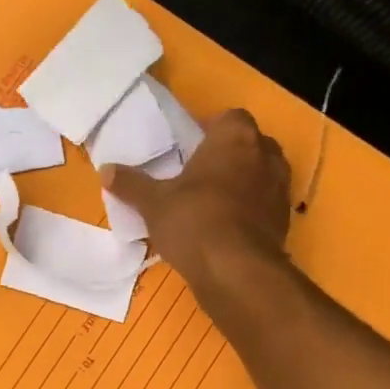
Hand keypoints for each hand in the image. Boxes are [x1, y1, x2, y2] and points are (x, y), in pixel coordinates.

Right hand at [103, 109, 291, 287]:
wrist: (236, 270)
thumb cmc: (193, 220)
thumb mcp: (153, 202)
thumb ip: (131, 184)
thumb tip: (105, 169)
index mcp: (235, 138)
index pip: (231, 118)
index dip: (212, 130)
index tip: (192, 148)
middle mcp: (265, 155)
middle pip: (250, 144)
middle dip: (230, 155)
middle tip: (201, 174)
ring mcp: (280, 189)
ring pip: (262, 175)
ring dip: (244, 183)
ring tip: (214, 201)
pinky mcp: (285, 221)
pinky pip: (266, 205)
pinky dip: (251, 211)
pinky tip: (227, 228)